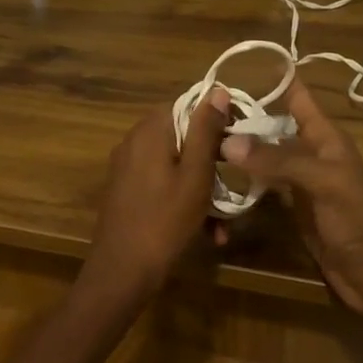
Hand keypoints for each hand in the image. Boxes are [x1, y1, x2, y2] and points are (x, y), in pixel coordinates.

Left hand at [85, 88, 231, 296]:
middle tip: (235, 184)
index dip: (218, 117)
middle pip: (184, 137)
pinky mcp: (127, 190)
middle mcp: (135, 141)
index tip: (241, 139)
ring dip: (203, 189)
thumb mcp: (195, 174)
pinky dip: (184, 200)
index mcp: (151, 130)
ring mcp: (128, 167)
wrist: (122, 272)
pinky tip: (207, 232)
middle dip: (213, 162)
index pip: (189, 104)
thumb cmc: (165, 220)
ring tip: (224, 223)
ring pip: (177, 165)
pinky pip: (163, 184)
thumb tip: (216, 90)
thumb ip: (206, 130)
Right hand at [220, 81, 362, 316]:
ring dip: (238, 146)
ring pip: (264, 154)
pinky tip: (215, 177)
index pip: (296, 94)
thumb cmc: (359, 220)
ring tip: (199, 137)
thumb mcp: (322, 182)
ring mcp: (299, 181)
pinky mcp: (290, 208)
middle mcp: (310, 151)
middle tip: (199, 108)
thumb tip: (227, 141)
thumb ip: (278, 159)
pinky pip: (262, 184)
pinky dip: (242, 179)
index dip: (270, 77)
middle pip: (272, 123)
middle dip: (242, 113)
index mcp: (324, 136)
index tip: (230, 67)